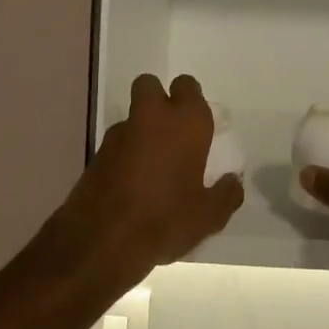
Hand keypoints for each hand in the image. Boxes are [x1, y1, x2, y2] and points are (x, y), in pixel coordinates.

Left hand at [57, 74, 242, 280]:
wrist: (102, 242)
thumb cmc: (165, 219)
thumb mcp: (209, 216)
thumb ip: (226, 193)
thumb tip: (232, 181)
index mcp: (185, 121)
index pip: (188, 86)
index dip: (191, 100)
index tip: (198, 124)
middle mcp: (151, 117)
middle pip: (150, 85)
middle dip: (158, 98)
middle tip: (171, 130)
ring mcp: (119, 134)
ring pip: (132, 116)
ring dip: (141, 130)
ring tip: (153, 167)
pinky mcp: (97, 154)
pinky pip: (117, 144)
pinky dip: (125, 155)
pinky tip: (132, 186)